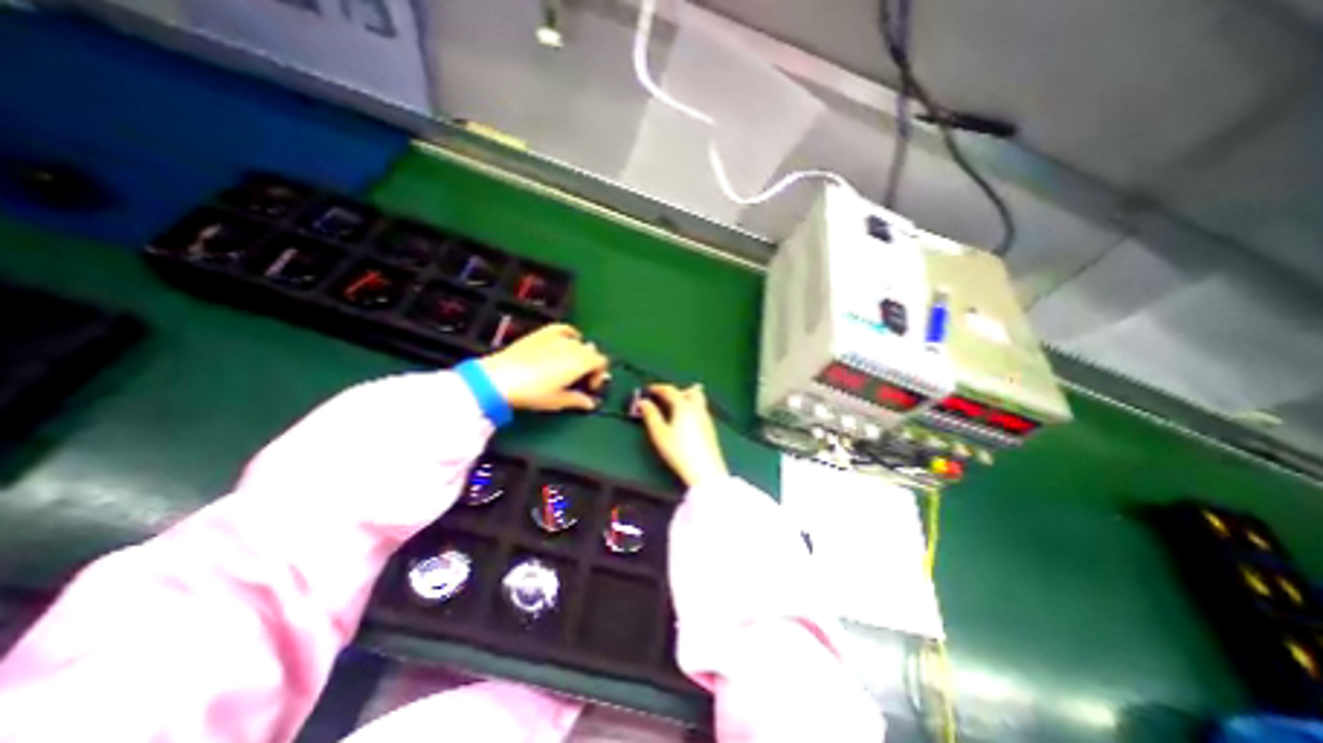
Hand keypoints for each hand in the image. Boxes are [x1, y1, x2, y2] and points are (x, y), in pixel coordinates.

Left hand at [483, 323, 607, 409]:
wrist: (500, 378)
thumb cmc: (533, 392)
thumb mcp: (558, 401)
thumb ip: (578, 400)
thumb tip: (591, 404)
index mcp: (581, 362)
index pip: (601, 362)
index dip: (599, 375)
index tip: (589, 388)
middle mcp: (573, 346)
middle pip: (592, 351)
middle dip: (590, 365)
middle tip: (580, 380)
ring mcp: (558, 337)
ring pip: (579, 341)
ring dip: (580, 352)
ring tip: (569, 365)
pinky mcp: (543, 333)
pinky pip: (564, 329)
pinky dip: (570, 335)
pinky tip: (566, 341)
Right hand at [636, 384, 728, 487]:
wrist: (705, 470)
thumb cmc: (679, 451)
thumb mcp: (660, 434)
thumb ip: (651, 416)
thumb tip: (643, 402)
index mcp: (684, 406)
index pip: (671, 390)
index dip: (659, 388)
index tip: (649, 389)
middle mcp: (698, 409)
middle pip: (691, 391)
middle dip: (678, 391)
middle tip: (666, 398)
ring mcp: (706, 418)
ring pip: (698, 400)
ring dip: (686, 399)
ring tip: (674, 409)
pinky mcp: (710, 429)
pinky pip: (701, 410)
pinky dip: (692, 409)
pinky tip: (685, 422)